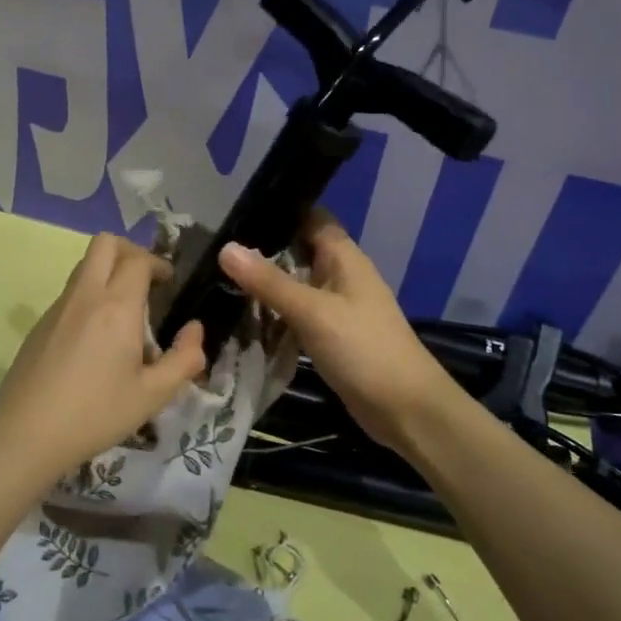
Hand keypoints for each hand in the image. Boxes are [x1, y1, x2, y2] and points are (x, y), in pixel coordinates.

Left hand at [0, 233, 206, 475]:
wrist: (26, 433)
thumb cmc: (96, 414)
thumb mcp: (152, 395)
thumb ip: (183, 359)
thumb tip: (195, 330)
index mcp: (116, 306)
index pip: (138, 260)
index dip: (158, 263)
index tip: (169, 283)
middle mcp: (85, 295)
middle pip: (105, 243)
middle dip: (131, 251)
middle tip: (146, 280)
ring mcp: (57, 307)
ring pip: (84, 266)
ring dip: (108, 273)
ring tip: (124, 312)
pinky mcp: (39, 324)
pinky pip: (70, 293)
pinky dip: (89, 296)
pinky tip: (95, 339)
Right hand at [219, 210, 456, 453]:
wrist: (405, 409)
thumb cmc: (363, 349)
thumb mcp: (311, 311)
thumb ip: (268, 281)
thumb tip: (225, 248)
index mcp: (343, 256)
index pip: (309, 217)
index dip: (277, 211)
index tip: (235, 214)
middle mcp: (340, 274)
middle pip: (297, 250)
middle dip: (262, 251)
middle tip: (215, 250)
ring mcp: (337, 306)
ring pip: (295, 284)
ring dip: (266, 285)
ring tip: (218, 280)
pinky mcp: (331, 334)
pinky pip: (298, 314)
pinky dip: (275, 314)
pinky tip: (244, 317)